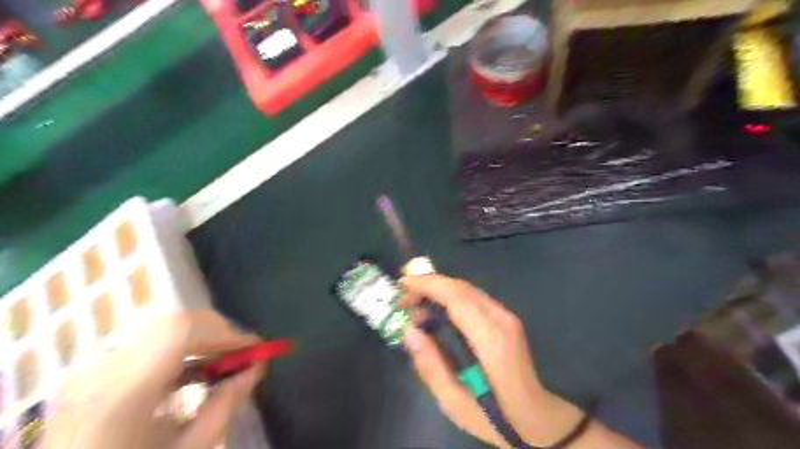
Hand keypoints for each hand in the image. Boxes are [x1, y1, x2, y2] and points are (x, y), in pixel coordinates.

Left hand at [40, 311, 264, 447]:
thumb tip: (257, 368)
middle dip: (216, 332)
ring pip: (160, 327)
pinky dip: (178, 347)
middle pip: (172, 322)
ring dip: (200, 337)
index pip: (181, 331)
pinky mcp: (92, 371)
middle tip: (240, 355)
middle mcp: (102, 368)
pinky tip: (191, 371)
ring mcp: (92, 367)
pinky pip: (145, 341)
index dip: (226, 333)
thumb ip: (224, 406)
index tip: (256, 349)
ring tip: (220, 362)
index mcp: (121, 391)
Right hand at [399, 273, 642, 448]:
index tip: (402, 284)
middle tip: (403, 299)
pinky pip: (473, 298)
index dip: (428, 285)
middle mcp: (501, 320)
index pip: (457, 298)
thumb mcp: (455, 402)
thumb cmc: (495, 416)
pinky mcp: (506, 319)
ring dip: (439, 290)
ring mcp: (506, 317)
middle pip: (461, 288)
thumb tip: (409, 331)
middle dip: (429, 285)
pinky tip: (436, 310)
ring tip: (415, 306)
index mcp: (491, 340)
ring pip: (467, 289)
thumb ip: (430, 365)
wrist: (537, 418)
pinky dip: (450, 296)